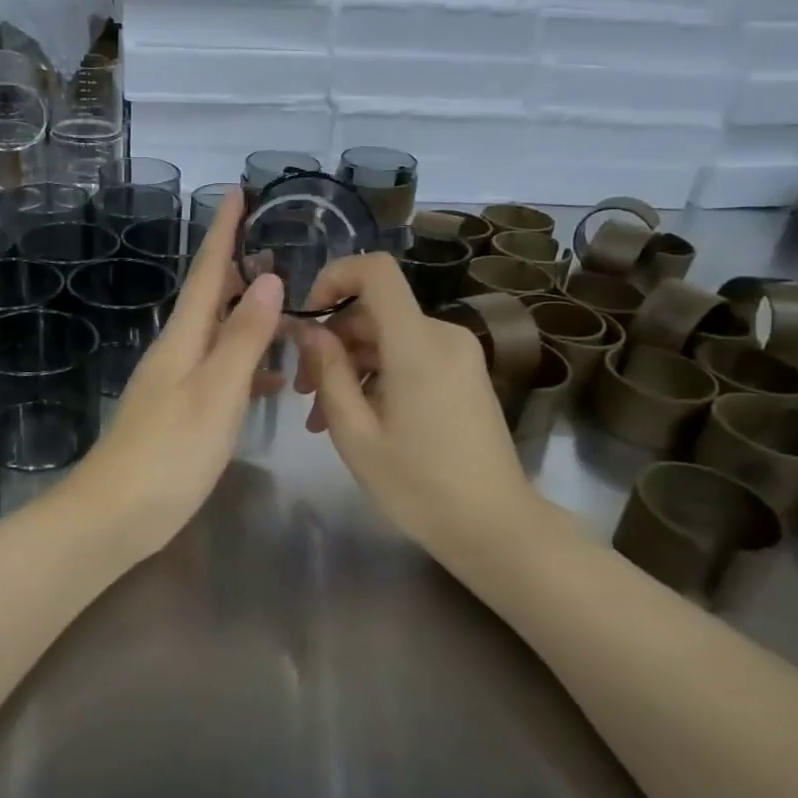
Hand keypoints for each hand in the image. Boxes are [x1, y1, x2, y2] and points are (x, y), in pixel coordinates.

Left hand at [64, 189, 282, 555]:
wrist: (114, 515)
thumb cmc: (169, 453)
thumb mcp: (215, 393)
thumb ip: (242, 338)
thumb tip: (268, 277)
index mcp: (183, 338)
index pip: (208, 271)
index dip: (222, 231)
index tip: (236, 190)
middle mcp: (176, 351)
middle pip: (210, 297)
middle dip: (238, 267)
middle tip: (275, 244)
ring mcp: (175, 383)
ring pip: (217, 335)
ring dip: (248, 317)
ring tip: (286, 307)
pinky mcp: (180, 413)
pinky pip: (219, 371)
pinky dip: (247, 364)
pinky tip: (271, 379)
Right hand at [291, 253, 540, 558]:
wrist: (495, 527)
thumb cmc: (418, 485)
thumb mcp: (356, 433)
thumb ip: (327, 373)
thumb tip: (309, 331)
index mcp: (417, 344)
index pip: (376, 271)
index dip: (335, 277)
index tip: (307, 316)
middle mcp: (443, 336)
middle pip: (375, 311)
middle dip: (332, 342)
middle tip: (303, 392)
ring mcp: (458, 355)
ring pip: (388, 338)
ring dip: (351, 367)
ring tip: (322, 418)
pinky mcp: (464, 374)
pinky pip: (410, 356)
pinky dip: (378, 376)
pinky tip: (358, 418)